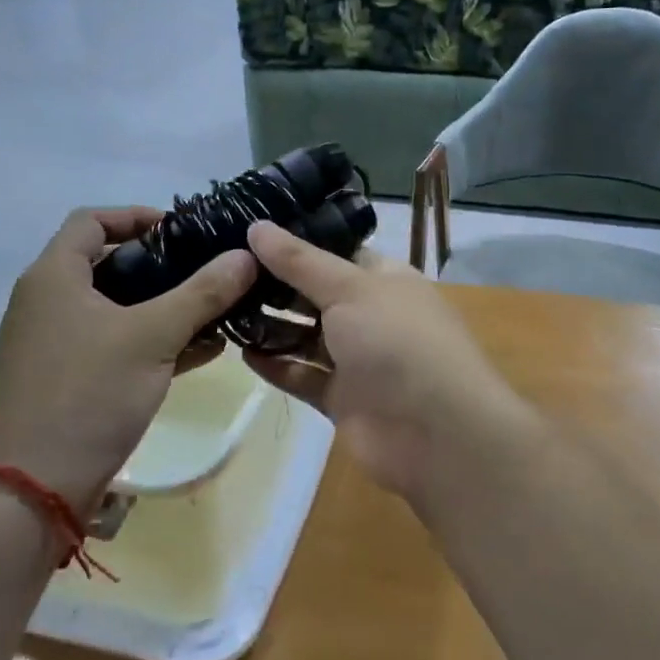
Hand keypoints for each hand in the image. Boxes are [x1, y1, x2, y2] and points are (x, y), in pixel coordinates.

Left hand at [0, 208, 257, 509]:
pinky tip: (203, 350)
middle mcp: (47, 302)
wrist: (28, 494)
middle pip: (108, 264)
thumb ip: (203, 293)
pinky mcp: (67, 381)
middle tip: (209, 269)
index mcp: (54, 277)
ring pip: (117, 309)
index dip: (138, 216)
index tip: (184, 230)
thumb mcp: (153, 337)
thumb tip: (247, 255)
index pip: (92, 220)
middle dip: (163, 265)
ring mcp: (55, 345)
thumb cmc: (86, 395)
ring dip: (165, 306)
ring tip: (217, 309)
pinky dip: (153, 341)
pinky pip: (116, 345)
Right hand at [241, 222, 522, 503]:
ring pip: (307, 337)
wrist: (436, 432)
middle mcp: (371, 314)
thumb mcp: (349, 288)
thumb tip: (256, 227)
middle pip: (316, 295)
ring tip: (224, 310)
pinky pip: (303, 375)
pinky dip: (276, 365)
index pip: (335, 253)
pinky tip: (241, 353)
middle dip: (276, 286)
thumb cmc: (397, 341)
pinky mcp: (343, 398)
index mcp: (384, 279)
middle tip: (223, 272)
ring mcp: (358, 359)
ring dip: (271, 326)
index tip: (247, 236)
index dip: (295, 245)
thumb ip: (299, 261)